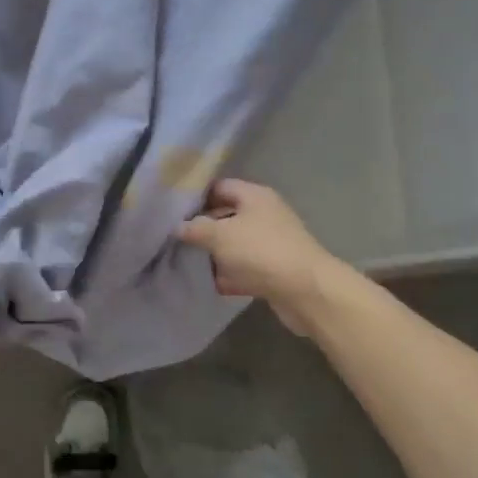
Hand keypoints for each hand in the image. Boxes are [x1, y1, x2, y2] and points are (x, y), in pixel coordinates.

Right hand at [177, 179, 343, 335]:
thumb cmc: (260, 251)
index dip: (196, 196)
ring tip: (185, 261)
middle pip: (227, 215)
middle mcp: (265, 214)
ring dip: (215, 253)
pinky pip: (246, 268)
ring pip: (235, 244)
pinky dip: (230, 275)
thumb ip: (195, 228)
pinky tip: (210, 284)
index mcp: (254, 196)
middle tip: (174, 237)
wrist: (305, 290)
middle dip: (202, 227)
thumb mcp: (219, 235)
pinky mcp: (275, 269)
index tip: (172, 209)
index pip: (220, 186)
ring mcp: (271, 243)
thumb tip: (178, 226)